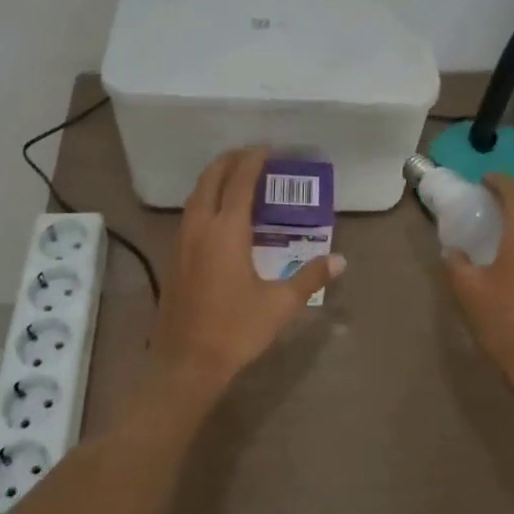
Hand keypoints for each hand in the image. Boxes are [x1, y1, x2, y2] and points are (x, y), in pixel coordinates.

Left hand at [151, 148, 345, 392]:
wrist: (185, 363)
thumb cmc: (235, 330)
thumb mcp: (279, 304)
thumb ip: (309, 277)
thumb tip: (340, 260)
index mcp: (226, 231)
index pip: (240, 182)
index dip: (253, 161)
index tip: (267, 149)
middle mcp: (200, 227)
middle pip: (211, 179)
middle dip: (229, 161)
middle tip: (251, 155)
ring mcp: (182, 241)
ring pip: (196, 195)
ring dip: (214, 179)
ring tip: (235, 177)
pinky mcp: (174, 257)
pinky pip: (190, 213)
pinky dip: (205, 199)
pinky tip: (218, 214)